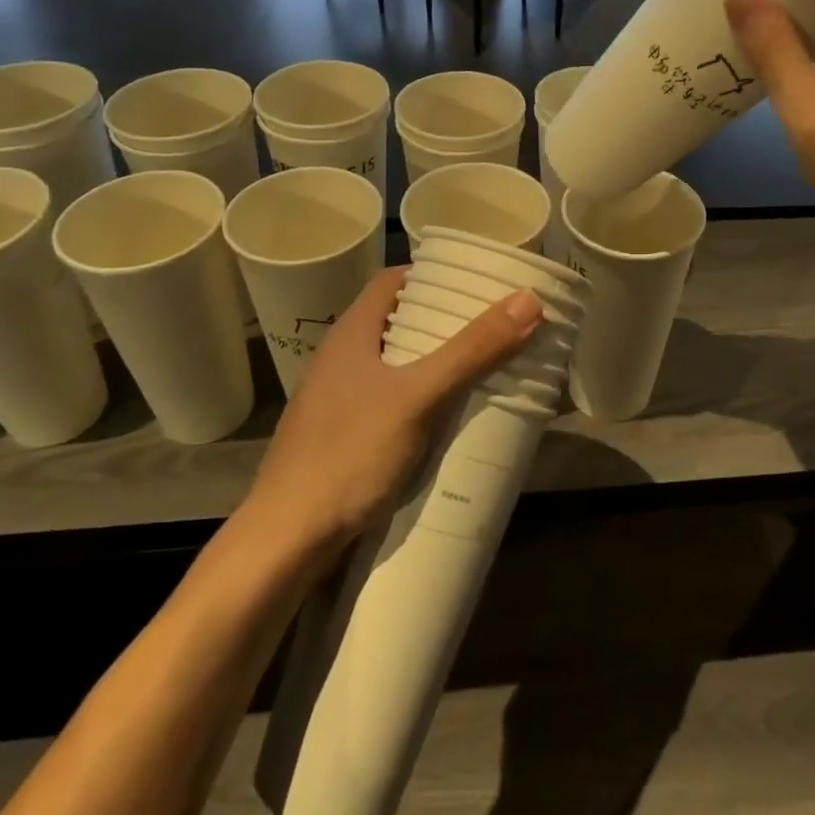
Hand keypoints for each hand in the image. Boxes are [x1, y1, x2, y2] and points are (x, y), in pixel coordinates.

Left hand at [241, 269, 541, 552]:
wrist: (286, 540)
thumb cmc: (348, 455)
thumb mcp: (418, 398)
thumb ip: (471, 351)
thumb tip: (528, 300)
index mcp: (351, 333)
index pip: (394, 280)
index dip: (434, 274)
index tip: (477, 281)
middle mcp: (342, 358)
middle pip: (399, 321)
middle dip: (446, 321)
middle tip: (494, 325)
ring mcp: (339, 398)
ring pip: (397, 363)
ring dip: (437, 361)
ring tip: (483, 366)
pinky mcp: (343, 434)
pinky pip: (392, 399)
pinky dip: (423, 397)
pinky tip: (449, 416)